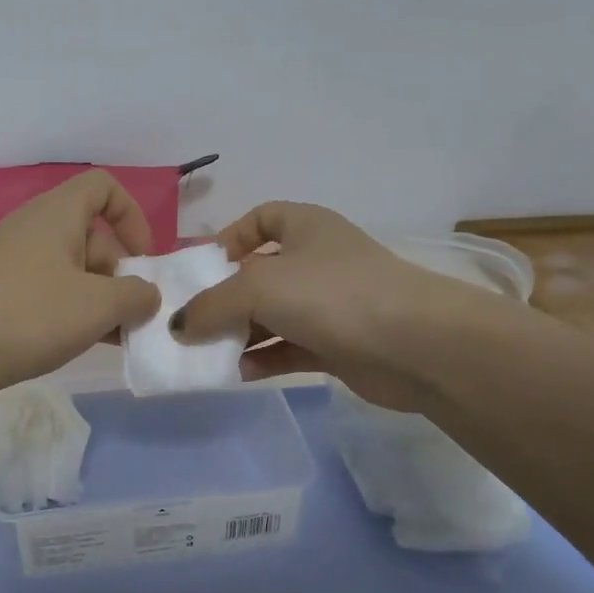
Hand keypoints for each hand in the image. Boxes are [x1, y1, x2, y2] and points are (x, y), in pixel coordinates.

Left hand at [0, 170, 160, 399]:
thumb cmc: (29, 314)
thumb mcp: (98, 305)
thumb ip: (136, 295)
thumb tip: (147, 294)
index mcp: (57, 213)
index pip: (103, 187)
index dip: (132, 216)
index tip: (142, 259)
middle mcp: (33, 229)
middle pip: (90, 235)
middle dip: (118, 273)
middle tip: (129, 314)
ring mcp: (11, 263)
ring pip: (69, 270)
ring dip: (96, 299)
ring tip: (111, 337)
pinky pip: (45, 293)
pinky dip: (68, 313)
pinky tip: (78, 344)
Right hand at [173, 202, 491, 410]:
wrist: (414, 345)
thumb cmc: (331, 294)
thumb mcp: (258, 287)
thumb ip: (210, 305)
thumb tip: (179, 326)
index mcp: (305, 226)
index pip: (260, 218)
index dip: (228, 238)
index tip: (200, 269)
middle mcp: (317, 260)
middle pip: (259, 274)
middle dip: (224, 297)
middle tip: (190, 322)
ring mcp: (329, 304)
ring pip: (272, 316)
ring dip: (239, 333)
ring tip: (205, 354)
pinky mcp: (336, 345)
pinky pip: (289, 349)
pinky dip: (263, 359)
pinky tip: (238, 373)